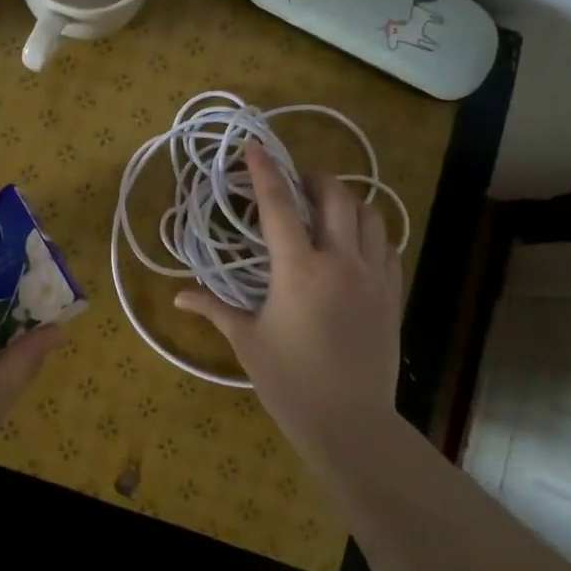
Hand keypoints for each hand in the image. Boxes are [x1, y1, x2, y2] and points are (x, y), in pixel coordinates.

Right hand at [174, 145, 403, 449]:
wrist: (350, 423)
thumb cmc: (290, 381)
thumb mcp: (247, 341)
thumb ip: (214, 309)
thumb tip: (177, 297)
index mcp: (298, 269)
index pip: (278, 206)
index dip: (264, 171)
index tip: (254, 147)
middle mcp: (340, 261)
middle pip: (335, 197)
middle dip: (315, 179)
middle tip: (296, 183)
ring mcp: (372, 276)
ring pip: (370, 215)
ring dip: (348, 201)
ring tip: (328, 207)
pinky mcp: (392, 295)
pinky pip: (388, 246)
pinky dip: (372, 231)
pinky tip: (356, 241)